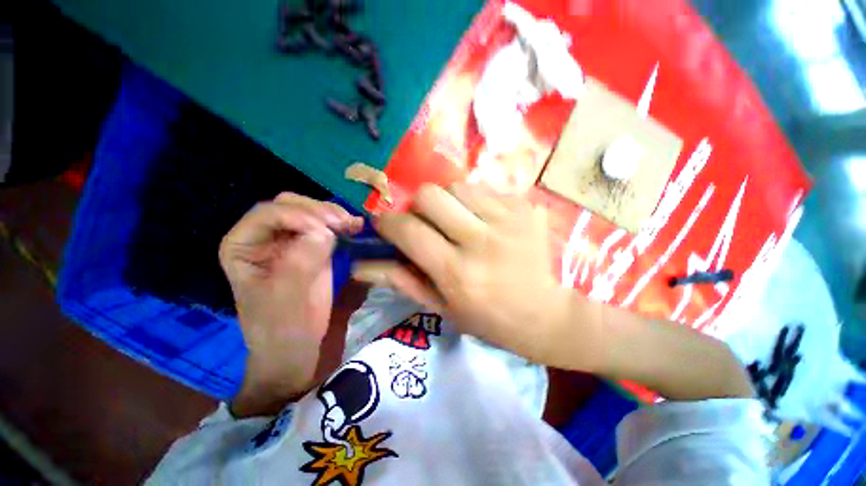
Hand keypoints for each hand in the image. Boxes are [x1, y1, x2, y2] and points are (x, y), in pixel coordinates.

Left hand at [220, 193, 362, 414]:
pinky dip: (341, 224)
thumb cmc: (283, 325)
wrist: (297, 345)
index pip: (268, 213)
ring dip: (333, 215)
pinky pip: (325, 227)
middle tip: (344, 224)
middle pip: (290, 206)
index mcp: (244, 245)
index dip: (299, 216)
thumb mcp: (288, 295)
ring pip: (310, 212)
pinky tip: (355, 227)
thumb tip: (325, 231)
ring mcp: (290, 241)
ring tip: (354, 225)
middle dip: (319, 211)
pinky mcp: (311, 248)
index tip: (328, 232)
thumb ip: (301, 260)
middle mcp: (265, 237)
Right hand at [354, 183, 603, 370]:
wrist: (549, 313)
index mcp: (457, 273)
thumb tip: (362, 265)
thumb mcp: (442, 308)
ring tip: (454, 220)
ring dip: (445, 201)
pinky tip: (481, 219)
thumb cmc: (491, 319)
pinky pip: (485, 189)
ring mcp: (507, 220)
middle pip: (430, 195)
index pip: (408, 230)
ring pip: (457, 186)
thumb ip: (402, 281)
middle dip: (417, 206)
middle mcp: (481, 241)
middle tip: (424, 222)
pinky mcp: (525, 208)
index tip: (385, 226)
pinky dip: (473, 201)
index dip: (387, 222)